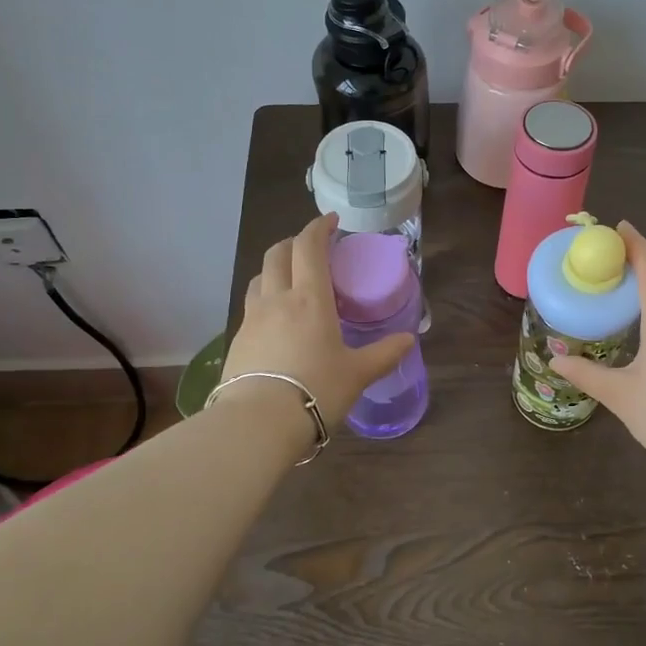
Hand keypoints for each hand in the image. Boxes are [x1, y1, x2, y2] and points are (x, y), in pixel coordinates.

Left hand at [222, 214, 414, 429]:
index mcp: (310, 299)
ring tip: (291, 280)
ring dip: (275, 268)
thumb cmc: (316, 390)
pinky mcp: (236, 341)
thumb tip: (409, 340)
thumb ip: (384, 354)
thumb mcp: (358, 374)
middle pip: (278, 253)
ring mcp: (251, 319)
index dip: (319, 227)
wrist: (258, 423)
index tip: (332, 222)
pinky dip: (264, 298)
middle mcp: (277, 299)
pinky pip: (251, 306)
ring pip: (259, 277)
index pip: (309, 247)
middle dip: (294, 242)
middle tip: (311, 248)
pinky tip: (275, 320)